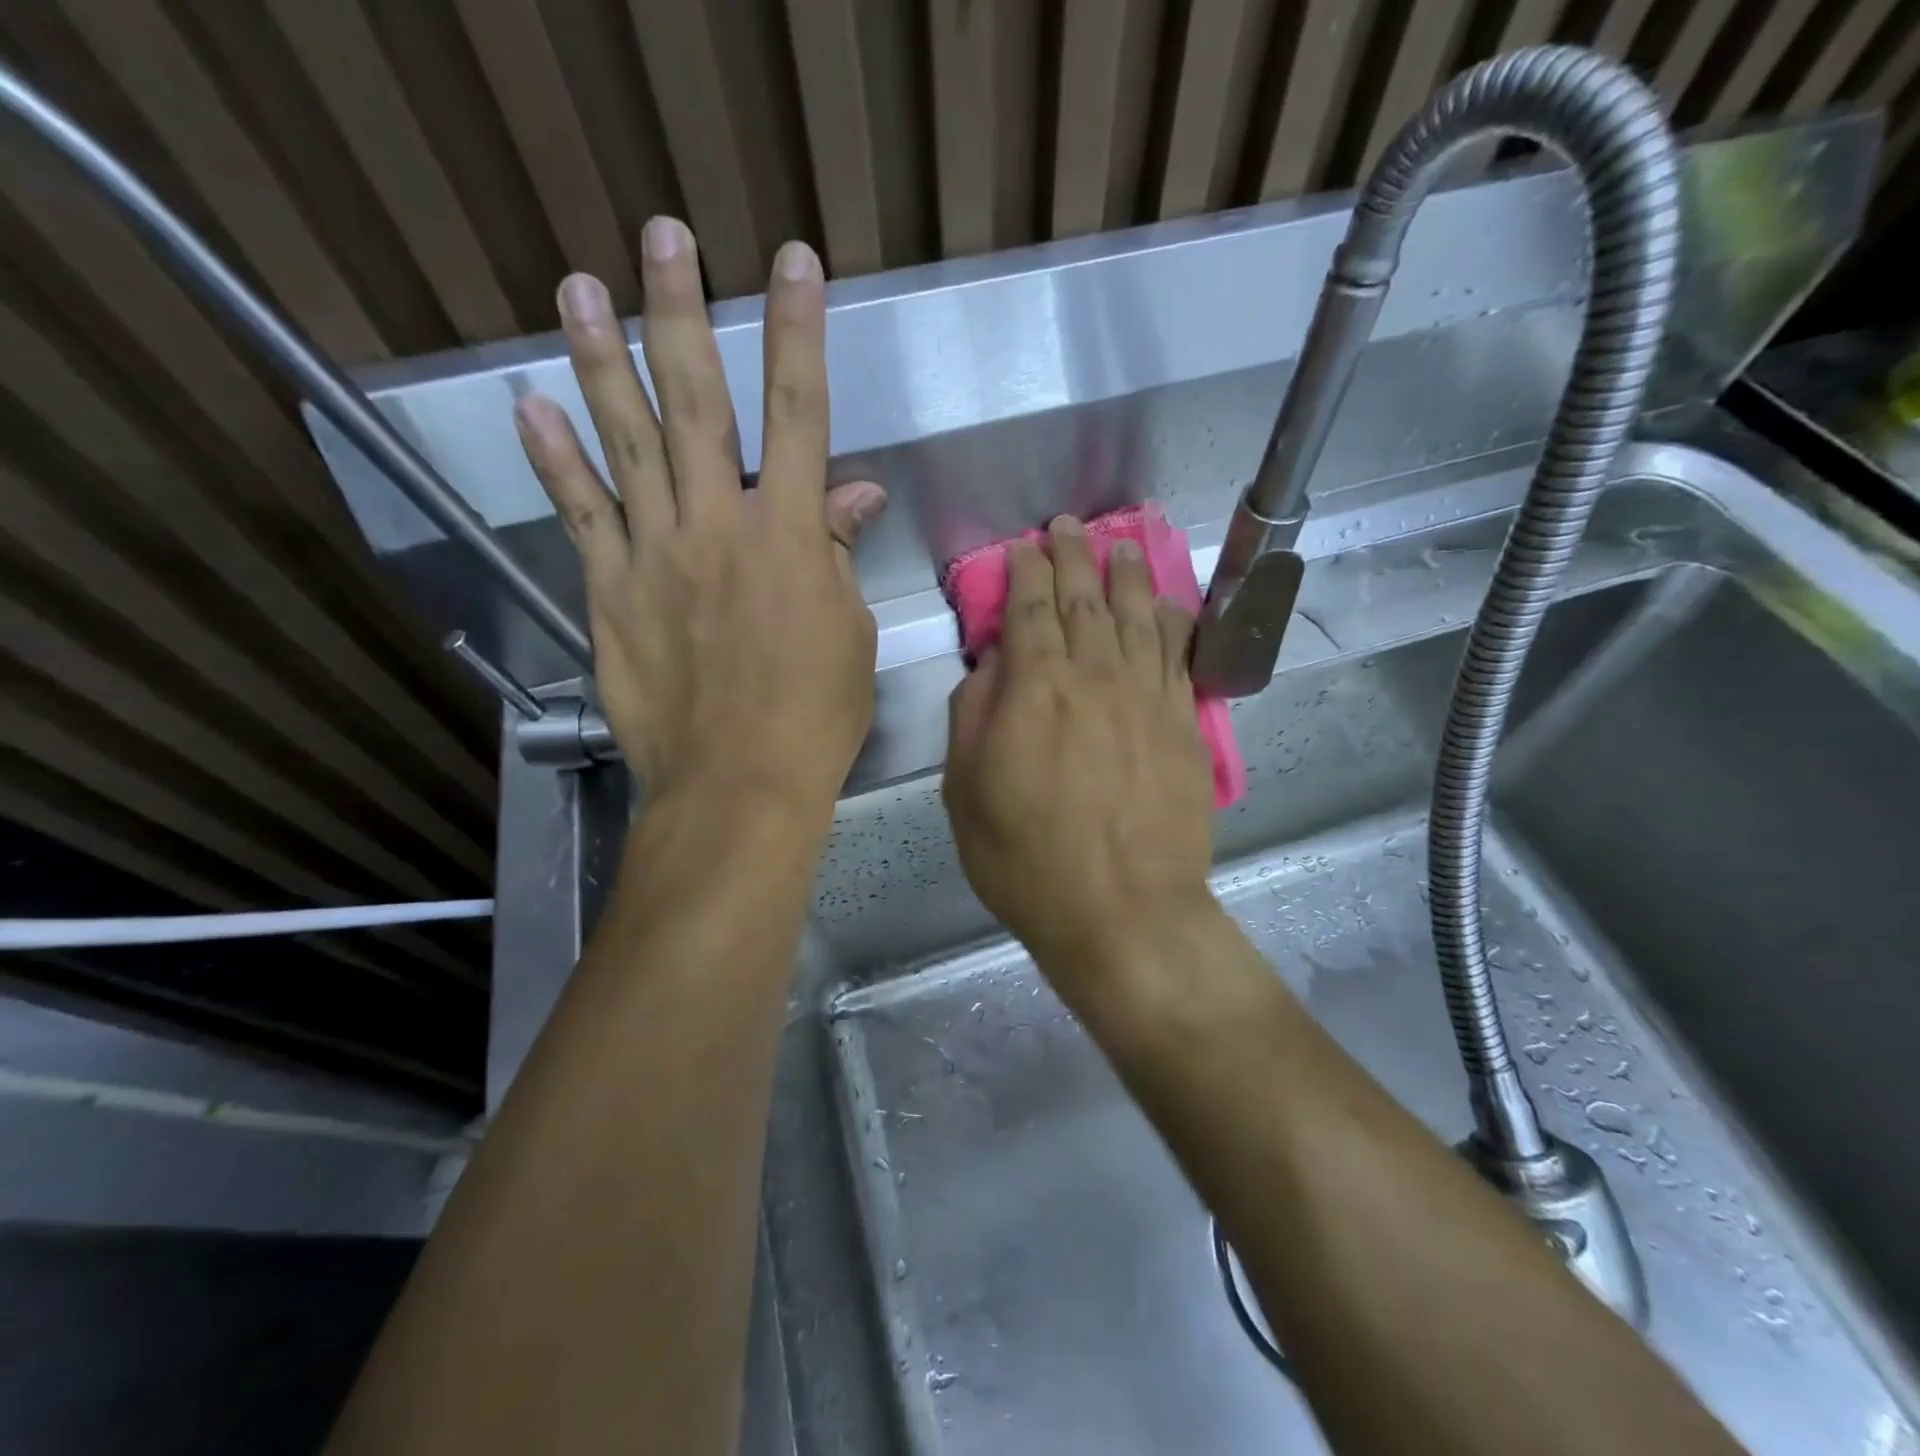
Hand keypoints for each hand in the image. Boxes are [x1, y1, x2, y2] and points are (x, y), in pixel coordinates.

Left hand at [514, 218, 885, 817]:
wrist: (737, 783)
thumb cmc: (814, 714)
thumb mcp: (848, 631)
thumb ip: (837, 553)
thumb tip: (853, 494)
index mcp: (788, 533)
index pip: (797, 411)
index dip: (797, 332)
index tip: (792, 263)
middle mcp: (716, 524)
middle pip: (697, 400)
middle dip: (682, 312)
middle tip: (662, 237)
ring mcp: (654, 553)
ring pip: (624, 441)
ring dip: (600, 359)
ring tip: (577, 288)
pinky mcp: (609, 591)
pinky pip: (580, 513)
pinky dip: (554, 459)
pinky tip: (531, 406)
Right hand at [942, 517, 1215, 992]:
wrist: (1122, 912)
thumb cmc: (1027, 860)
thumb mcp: (965, 793)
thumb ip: (973, 717)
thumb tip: (990, 665)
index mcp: (1035, 690)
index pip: (1028, 610)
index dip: (1024, 572)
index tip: (1023, 547)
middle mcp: (1095, 678)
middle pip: (1083, 601)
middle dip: (1072, 557)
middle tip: (1068, 525)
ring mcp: (1147, 699)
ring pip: (1136, 617)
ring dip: (1125, 575)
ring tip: (1119, 545)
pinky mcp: (1185, 726)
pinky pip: (1180, 657)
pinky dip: (1173, 622)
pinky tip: (1168, 604)